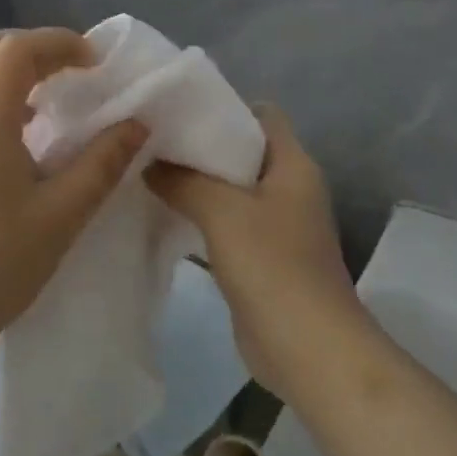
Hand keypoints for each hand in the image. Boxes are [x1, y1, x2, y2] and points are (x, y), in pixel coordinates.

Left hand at [0, 28, 149, 367]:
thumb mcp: (63, 214)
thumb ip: (103, 162)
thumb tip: (137, 124)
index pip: (17, 50)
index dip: (59, 43)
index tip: (96, 63)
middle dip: (27, 46)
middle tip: (67, 68)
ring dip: (5, 69)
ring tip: (48, 97)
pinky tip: (21, 134)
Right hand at [145, 105, 369, 403]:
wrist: (308, 348)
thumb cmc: (272, 265)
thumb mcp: (222, 210)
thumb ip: (184, 179)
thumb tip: (150, 163)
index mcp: (293, 165)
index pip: (261, 115)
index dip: (223, 106)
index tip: (177, 109)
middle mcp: (289, 188)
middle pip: (242, 152)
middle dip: (199, 147)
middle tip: (152, 141)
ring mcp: (277, 226)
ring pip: (231, 191)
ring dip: (196, 184)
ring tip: (148, 173)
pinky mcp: (261, 258)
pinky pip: (226, 224)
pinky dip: (200, 217)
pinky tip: (163, 216)